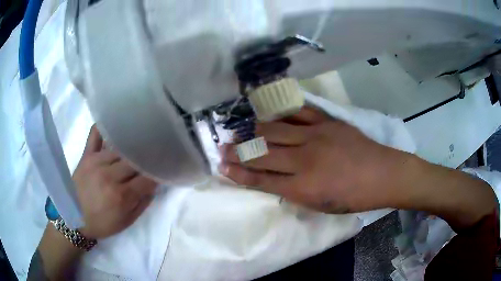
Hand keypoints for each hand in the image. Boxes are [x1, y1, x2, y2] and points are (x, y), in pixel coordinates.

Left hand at [74, 125, 156, 238]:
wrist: (73, 218)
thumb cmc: (101, 224)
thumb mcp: (126, 222)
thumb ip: (142, 203)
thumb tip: (153, 185)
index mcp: (121, 196)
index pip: (147, 178)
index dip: (158, 175)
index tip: (163, 172)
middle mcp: (109, 175)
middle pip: (135, 161)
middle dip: (146, 162)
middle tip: (151, 161)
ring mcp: (96, 162)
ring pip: (121, 149)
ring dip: (131, 150)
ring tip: (137, 149)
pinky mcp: (86, 155)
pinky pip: (96, 134)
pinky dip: (105, 128)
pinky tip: (115, 127)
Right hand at [219, 107, 413, 213]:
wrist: (382, 174)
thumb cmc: (353, 197)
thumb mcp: (321, 205)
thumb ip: (294, 192)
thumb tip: (273, 180)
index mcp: (303, 187)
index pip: (261, 179)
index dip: (239, 174)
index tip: (222, 167)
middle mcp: (304, 160)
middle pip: (262, 154)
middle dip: (238, 152)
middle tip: (222, 147)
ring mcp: (316, 136)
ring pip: (275, 131)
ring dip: (253, 131)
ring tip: (238, 130)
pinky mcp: (327, 122)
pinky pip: (298, 113)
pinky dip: (281, 113)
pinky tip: (269, 113)